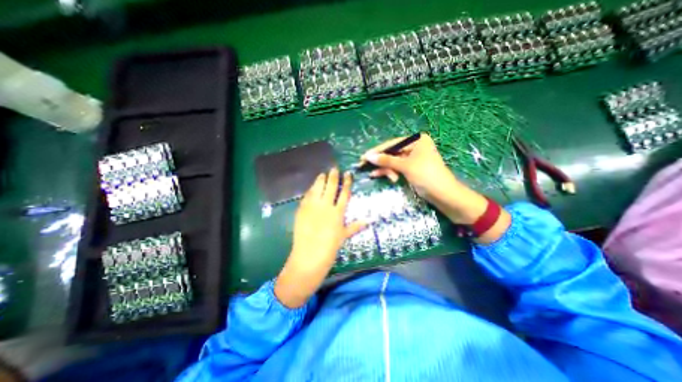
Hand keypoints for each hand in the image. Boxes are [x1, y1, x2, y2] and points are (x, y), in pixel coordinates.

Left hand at [274, 168, 363, 308]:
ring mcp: (313, 207)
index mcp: (338, 213)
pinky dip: (310, 190)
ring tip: (323, 174)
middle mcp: (327, 206)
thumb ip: (356, 226)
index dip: (347, 182)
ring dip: (320, 180)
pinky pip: (307, 196)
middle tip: (334, 168)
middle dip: (333, 176)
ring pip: (318, 188)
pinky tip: (312, 187)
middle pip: (331, 187)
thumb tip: (369, 220)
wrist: (309, 256)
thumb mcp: (344, 236)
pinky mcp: (302, 209)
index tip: (348, 174)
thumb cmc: (330, 248)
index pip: (344, 193)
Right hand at [362, 133, 505, 234]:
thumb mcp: (405, 166)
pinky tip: (377, 175)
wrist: (444, 195)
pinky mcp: (411, 169)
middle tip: (362, 165)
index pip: (392, 144)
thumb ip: (386, 160)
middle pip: (391, 152)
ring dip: (384, 169)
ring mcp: (412, 158)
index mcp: (416, 140)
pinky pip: (396, 168)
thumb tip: (368, 156)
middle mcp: (414, 147)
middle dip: (379, 161)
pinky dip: (388, 172)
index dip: (377, 151)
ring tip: (374, 175)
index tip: (363, 157)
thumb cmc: (427, 176)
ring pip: (393, 161)